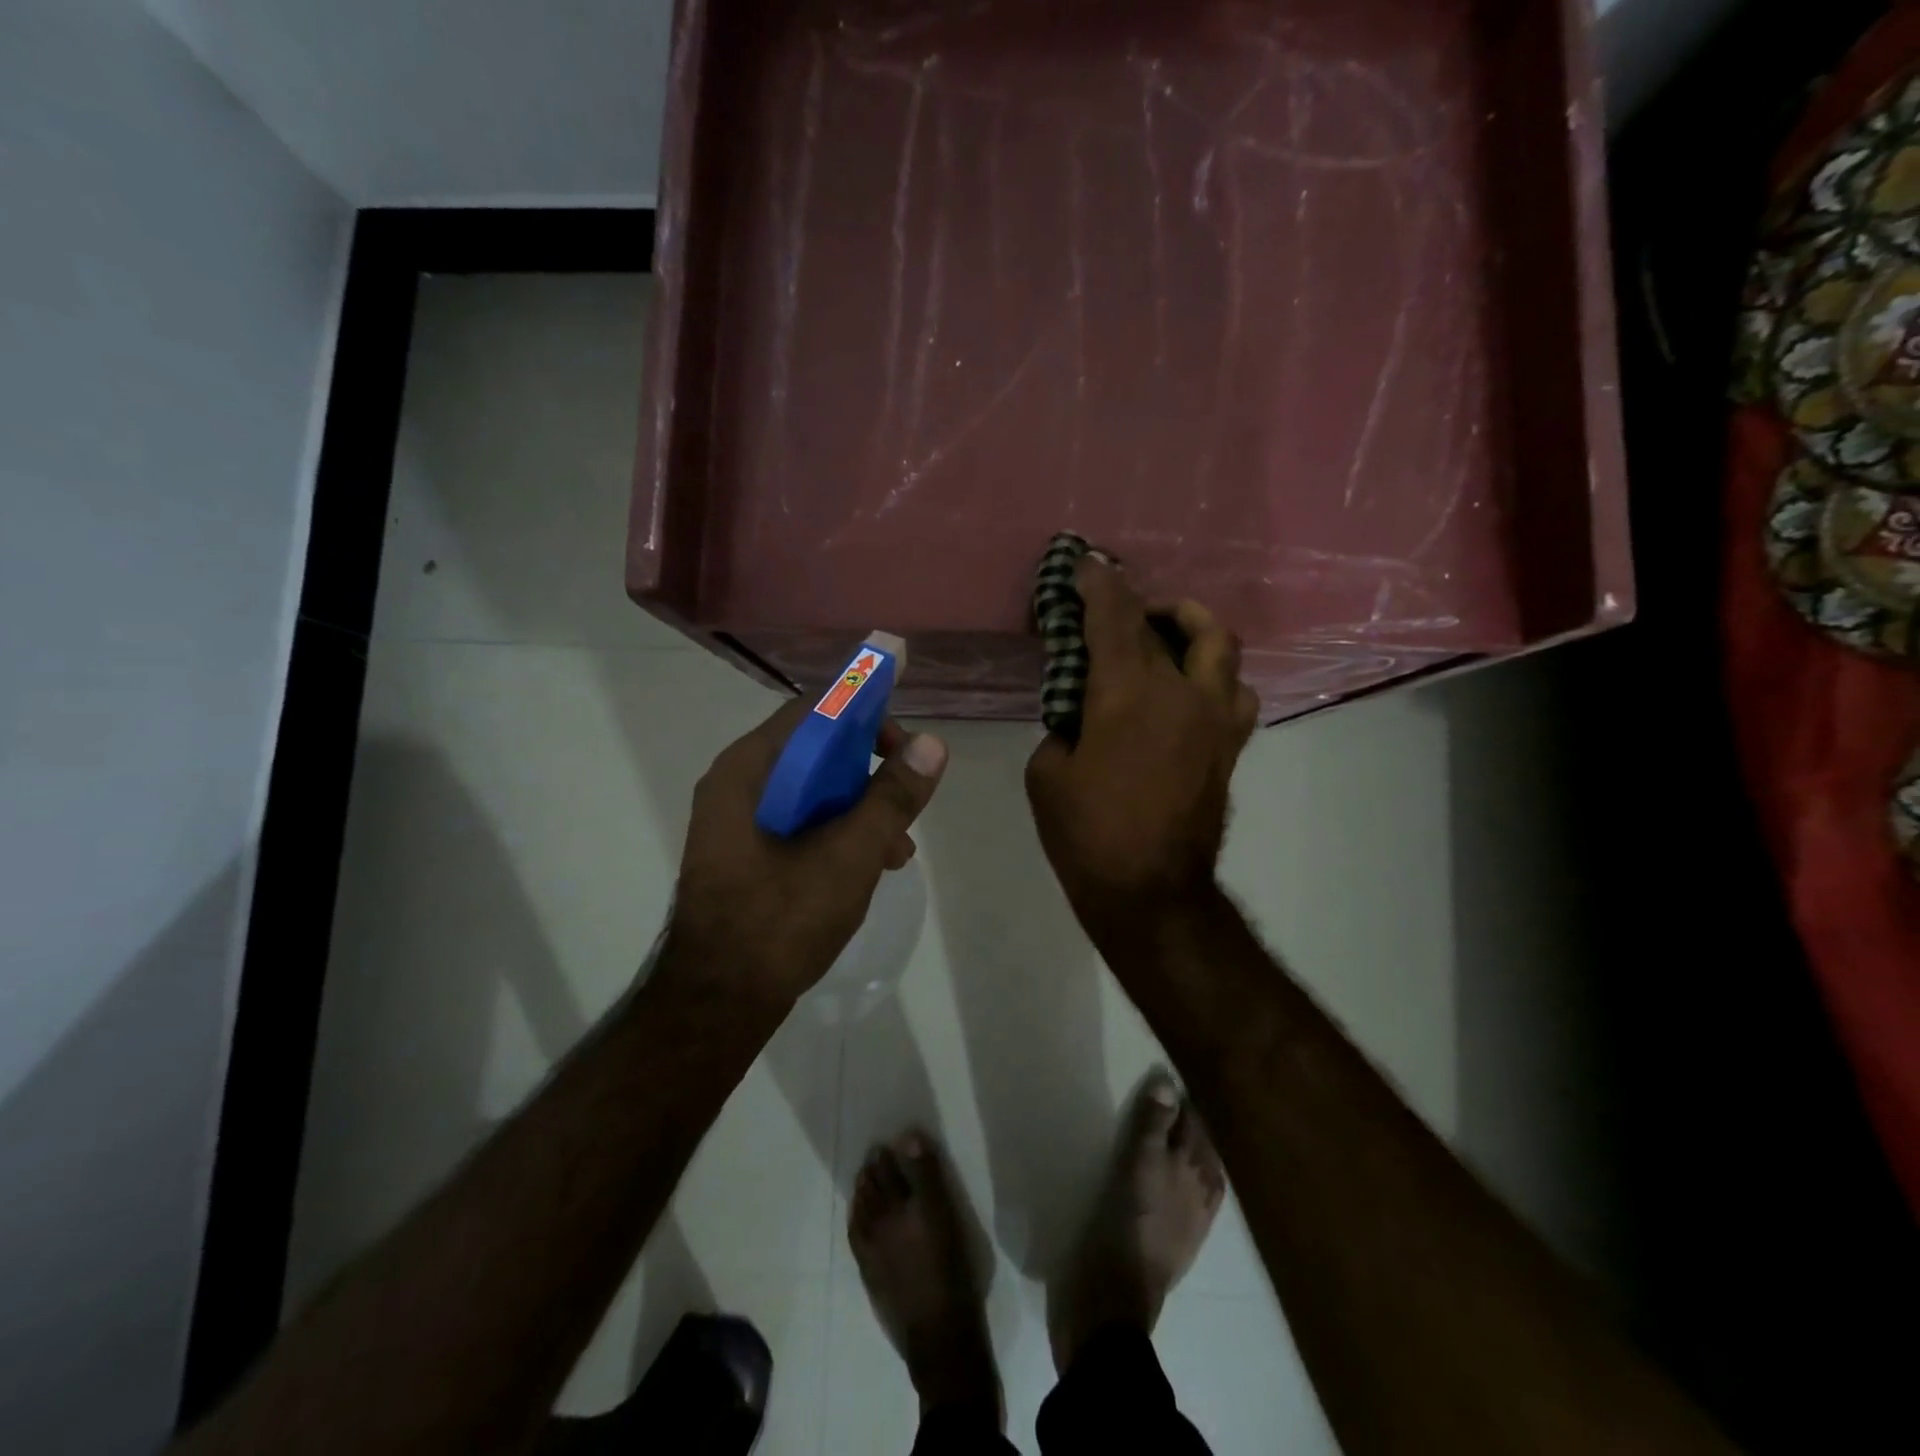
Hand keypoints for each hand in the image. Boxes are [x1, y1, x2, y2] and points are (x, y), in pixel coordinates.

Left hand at [665, 699, 947, 1009]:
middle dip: (870, 769)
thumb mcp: (849, 856)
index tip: (906, 741)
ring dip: (861, 807)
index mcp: (749, 770)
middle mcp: (738, 784)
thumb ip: (891, 797)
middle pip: (816, 749)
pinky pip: (801, 823)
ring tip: (899, 848)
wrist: (717, 1005)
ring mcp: (739, 822)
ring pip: (813, 790)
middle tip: (909, 795)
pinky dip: (839, 832)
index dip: (865, 712)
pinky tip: (873, 866)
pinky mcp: (747, 853)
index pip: (814, 711)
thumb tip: (932, 743)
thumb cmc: (780, 921)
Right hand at [1026, 557, 1258, 943]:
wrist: (1151, 892)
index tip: (1085, 563)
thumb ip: (1063, 728)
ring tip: (1166, 637)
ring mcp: (1215, 718)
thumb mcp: (1047, 774)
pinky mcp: (1230, 746)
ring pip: (1220, 645)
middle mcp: (1181, 692)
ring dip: (1192, 627)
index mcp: (1127, 694)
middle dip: (1142, 602)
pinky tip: (1189, 689)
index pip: (1114, 617)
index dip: (1098, 584)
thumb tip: (1082, 718)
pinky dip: (1214, 675)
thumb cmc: (1087, 834)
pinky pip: (1234, 691)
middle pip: (1173, 621)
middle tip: (1120, 607)